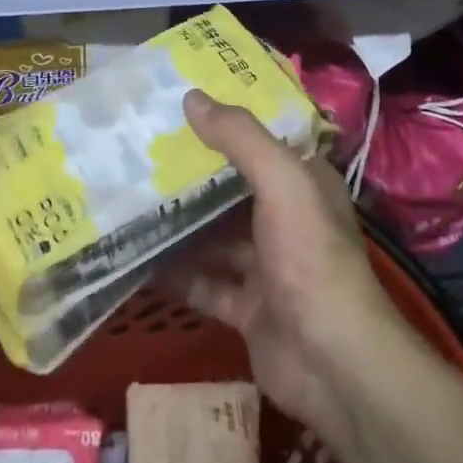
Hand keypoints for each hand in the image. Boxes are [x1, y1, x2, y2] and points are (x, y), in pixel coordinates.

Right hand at [161, 90, 415, 443]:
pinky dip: (175, 272)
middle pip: (231, 188)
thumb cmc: (311, 258)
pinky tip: (137, 257)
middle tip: (140, 149)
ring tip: (128, 197)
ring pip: (214, 235)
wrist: (333, 366)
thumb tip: (192, 97)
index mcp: (303, 184)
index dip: (226, 121)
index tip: (179, 104)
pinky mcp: (247, 308)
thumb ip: (240, 138)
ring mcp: (266, 266)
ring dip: (179, 222)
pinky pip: (203, 282)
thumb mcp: (282, 183)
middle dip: (191, 173)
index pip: (261, 141)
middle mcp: (286, 220)